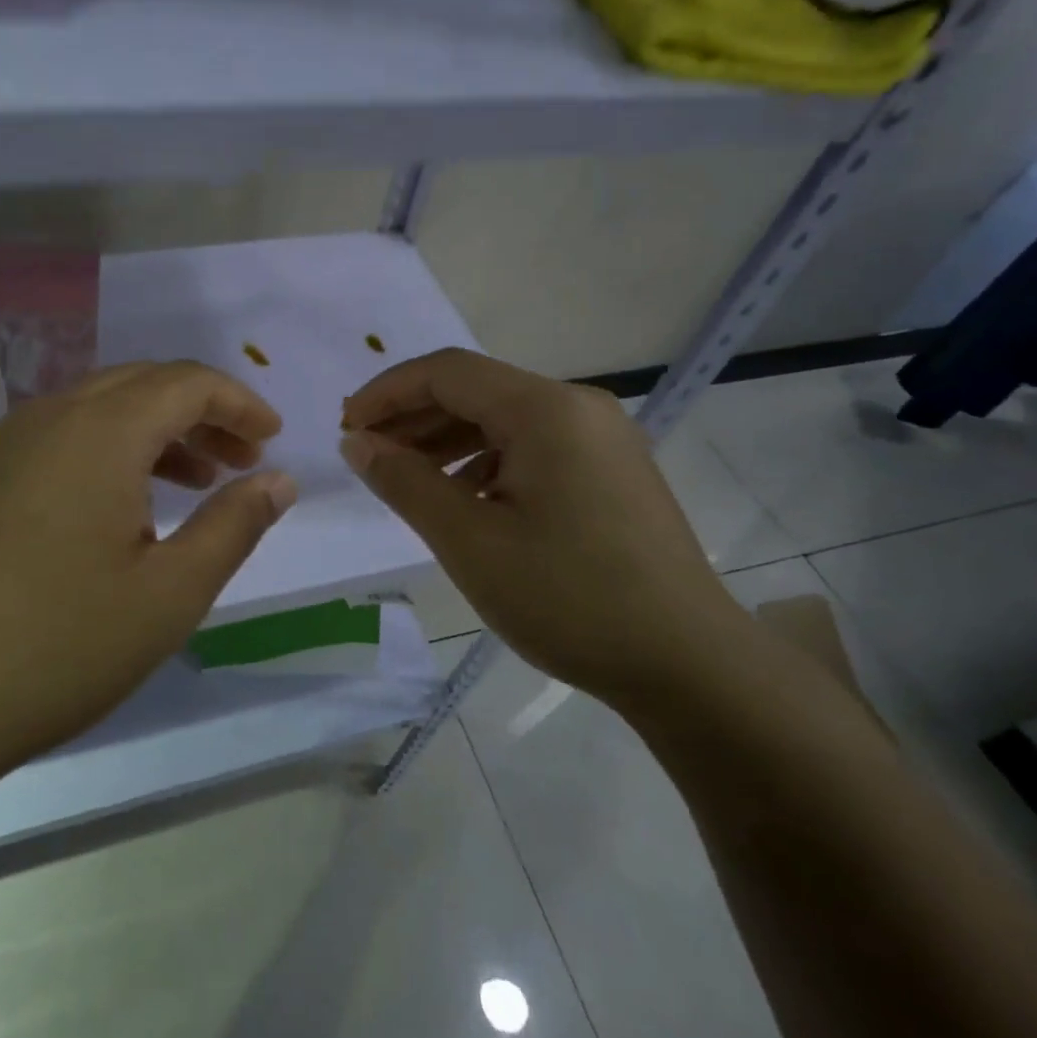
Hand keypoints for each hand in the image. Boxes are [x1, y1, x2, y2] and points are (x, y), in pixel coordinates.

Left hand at [0, 361, 296, 779]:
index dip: (239, 403)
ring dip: (160, 432)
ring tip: (200, 482)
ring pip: (103, 409)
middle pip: (144, 385)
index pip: (186, 383)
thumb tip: (279, 480)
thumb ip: (234, 525)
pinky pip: (66, 438)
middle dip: (203, 414)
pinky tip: (129, 507)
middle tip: (244, 459)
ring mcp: (9, 446)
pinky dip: (114, 451)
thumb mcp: (170, 593)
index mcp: (100, 431)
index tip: (272, 439)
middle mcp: (51, 418)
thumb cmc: (60, 646)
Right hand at [340, 348, 745, 703]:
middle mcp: (577, 406)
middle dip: (413, 416)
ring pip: (504, 418)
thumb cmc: (569, 599)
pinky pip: (533, 445)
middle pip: (476, 390)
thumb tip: (358, 442)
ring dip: (447, 438)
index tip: (346, 426)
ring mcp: (601, 437)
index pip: (447, 371)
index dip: (387, 391)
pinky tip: (464, 497)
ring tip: (405, 475)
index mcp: (546, 409)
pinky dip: (486, 460)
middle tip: (367, 452)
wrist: (690, 666)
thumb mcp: (470, 541)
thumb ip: (405, 482)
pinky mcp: (611, 469)